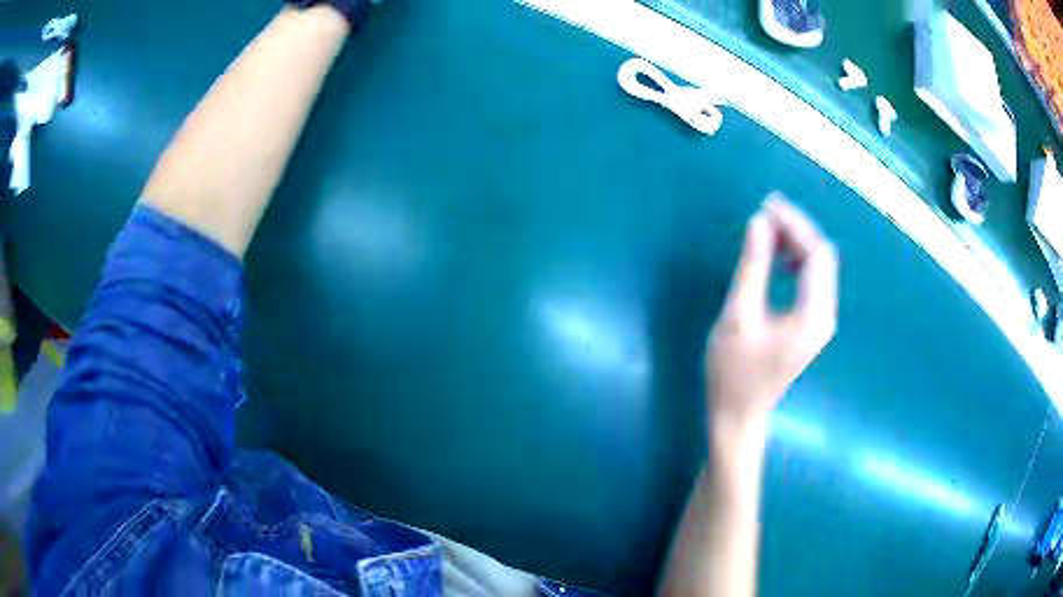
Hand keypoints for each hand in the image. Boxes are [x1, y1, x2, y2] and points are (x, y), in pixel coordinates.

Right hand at [706, 194, 838, 431]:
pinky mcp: (811, 325)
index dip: (795, 225)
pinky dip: (796, 262)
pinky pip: (812, 281)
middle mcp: (825, 316)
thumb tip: (759, 222)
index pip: (817, 255)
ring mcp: (820, 322)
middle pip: (822, 258)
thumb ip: (752, 267)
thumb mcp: (738, 316)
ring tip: (767, 231)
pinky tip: (777, 258)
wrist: (738, 414)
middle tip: (764, 214)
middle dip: (796, 230)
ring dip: (796, 244)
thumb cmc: (733, 372)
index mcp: (813, 315)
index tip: (767, 206)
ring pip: (818, 268)